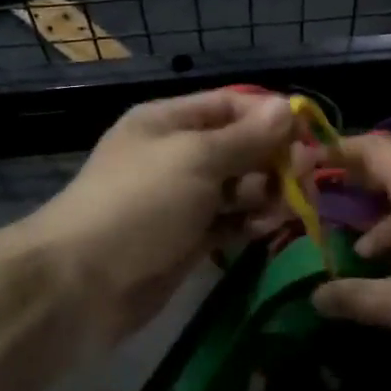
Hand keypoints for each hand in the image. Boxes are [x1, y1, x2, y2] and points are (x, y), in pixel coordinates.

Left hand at [23, 88, 295, 346]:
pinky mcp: (187, 240)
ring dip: (265, 194)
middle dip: (273, 160)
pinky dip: (248, 224)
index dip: (271, 117)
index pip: (231, 105)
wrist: (82, 284)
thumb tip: (288, 107)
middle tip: (303, 180)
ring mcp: (182, 199)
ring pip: (238, 187)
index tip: (309, 137)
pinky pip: (229, 222)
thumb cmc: (140, 204)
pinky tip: (263, 230)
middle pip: (239, 147)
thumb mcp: (196, 159)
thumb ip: (247, 137)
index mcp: (169, 121)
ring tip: (282, 210)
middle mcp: (177, 155)